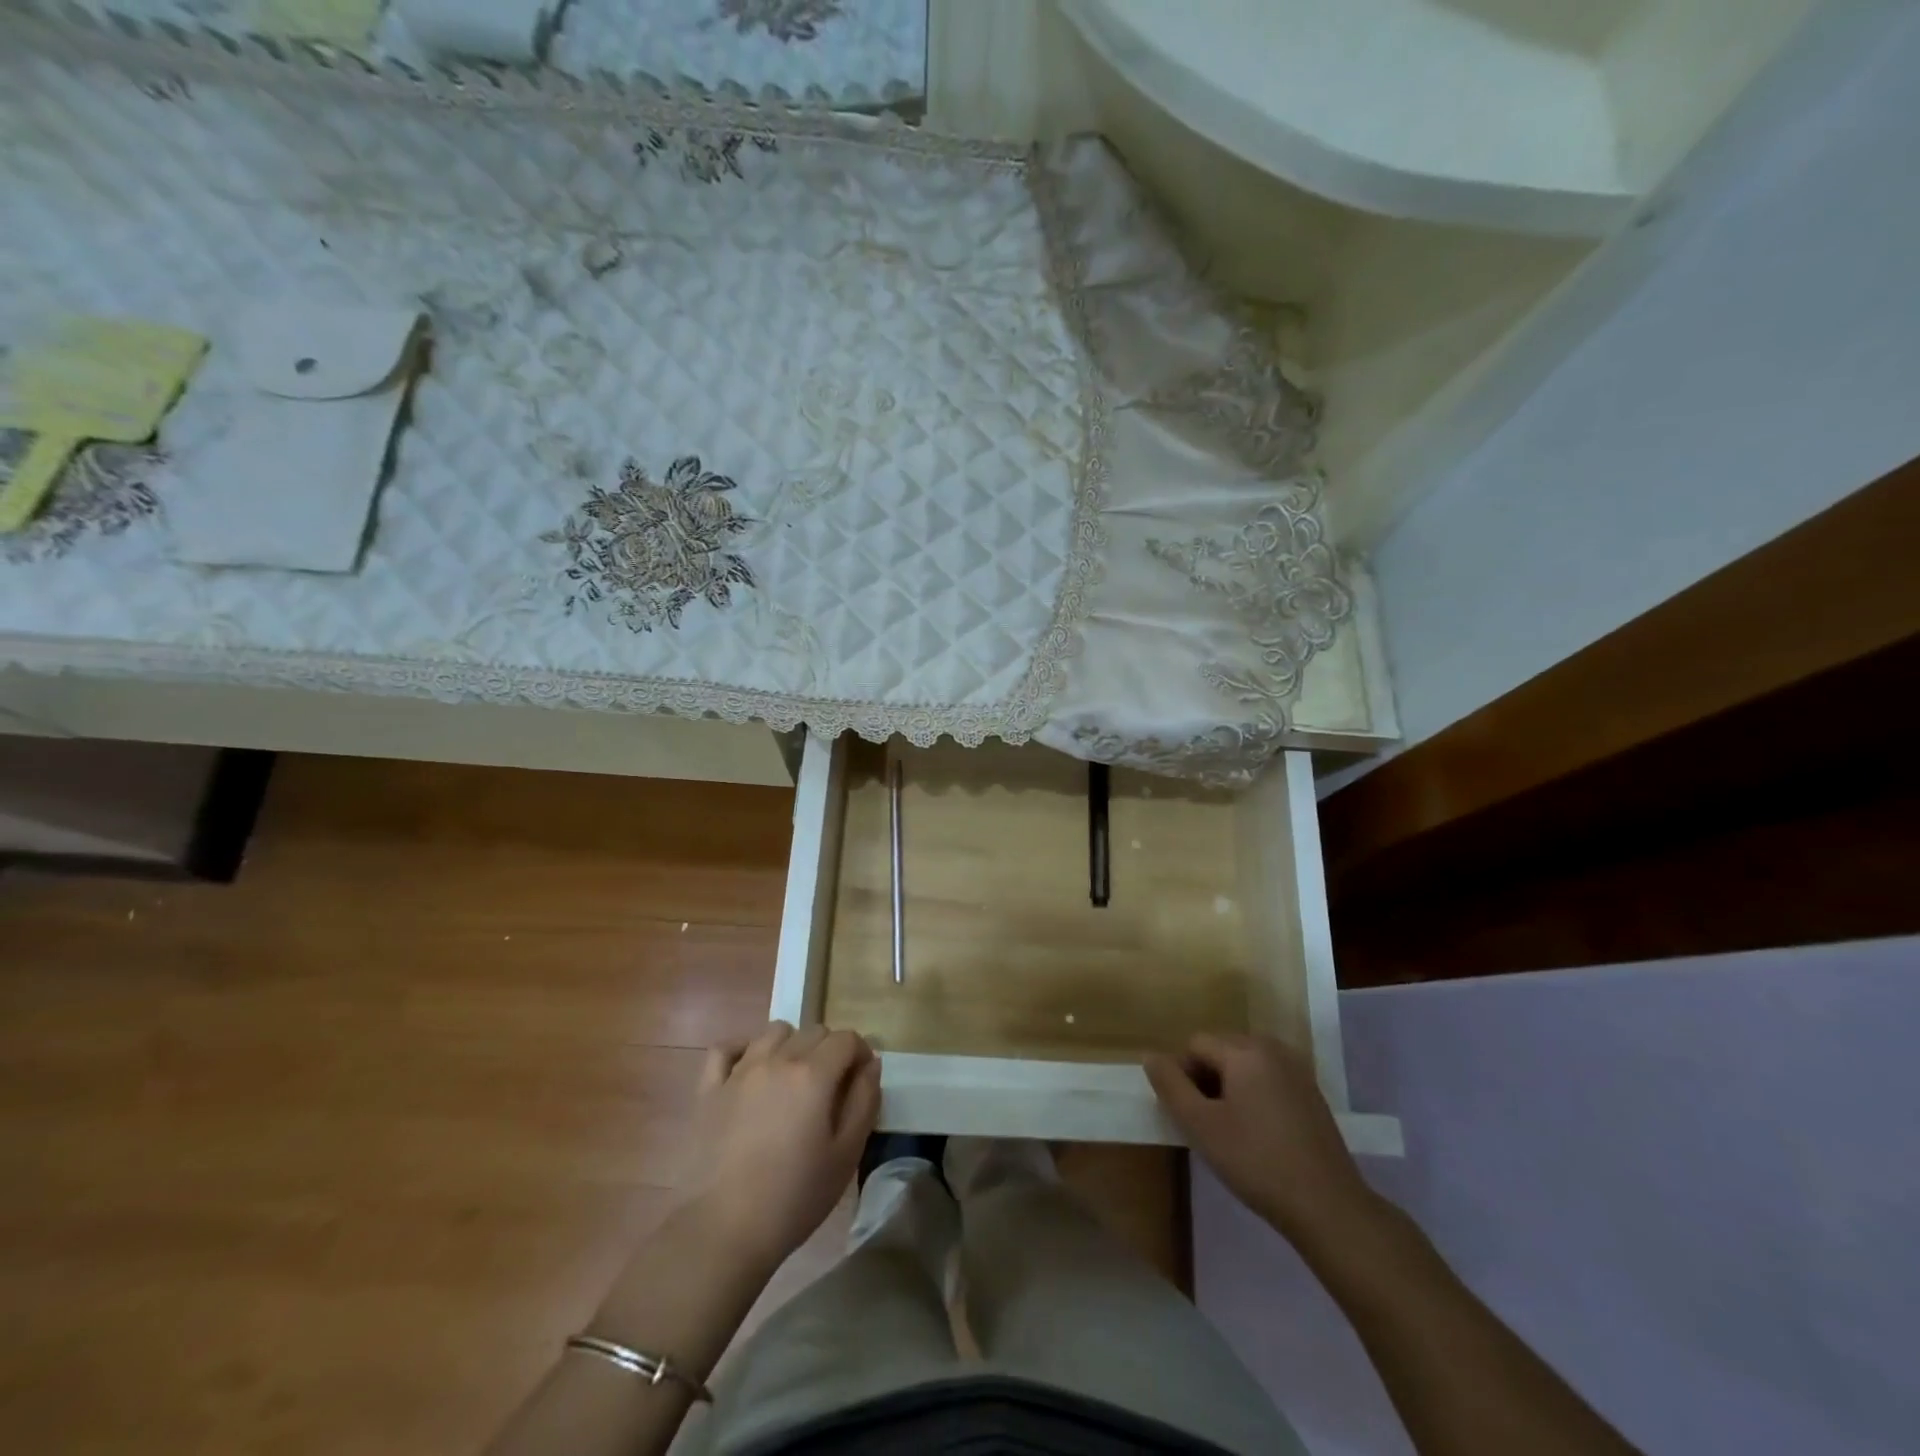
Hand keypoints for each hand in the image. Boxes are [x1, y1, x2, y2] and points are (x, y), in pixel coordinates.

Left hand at [676, 1021, 881, 1269]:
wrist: (723, 1230)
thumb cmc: (794, 1197)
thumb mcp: (846, 1155)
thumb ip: (864, 1102)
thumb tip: (870, 1066)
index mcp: (813, 1074)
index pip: (846, 1039)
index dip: (861, 1053)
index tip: (862, 1080)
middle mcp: (777, 1059)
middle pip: (813, 1031)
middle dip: (830, 1050)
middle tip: (831, 1087)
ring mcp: (739, 1071)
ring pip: (773, 1032)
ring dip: (791, 1045)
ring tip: (793, 1079)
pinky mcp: (709, 1089)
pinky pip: (726, 1048)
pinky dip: (743, 1050)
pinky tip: (750, 1070)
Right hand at [1145, 1032, 1374, 1239]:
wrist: (1328, 1207)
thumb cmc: (1256, 1161)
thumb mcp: (1200, 1125)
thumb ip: (1170, 1085)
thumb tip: (1150, 1055)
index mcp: (1245, 1050)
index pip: (1195, 1044)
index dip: (1182, 1076)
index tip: (1189, 1115)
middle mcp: (1272, 1048)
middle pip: (1220, 1049)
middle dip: (1206, 1079)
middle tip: (1208, 1124)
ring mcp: (1297, 1069)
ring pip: (1244, 1065)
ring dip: (1229, 1087)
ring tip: (1231, 1130)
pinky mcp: (1311, 1093)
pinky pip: (1267, 1079)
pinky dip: (1254, 1095)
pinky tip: (1259, 1134)